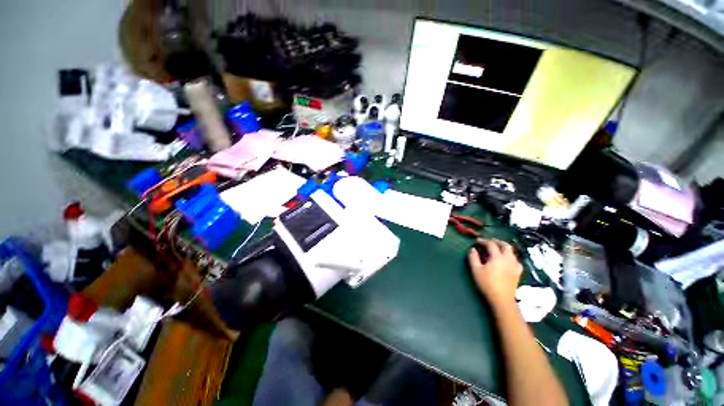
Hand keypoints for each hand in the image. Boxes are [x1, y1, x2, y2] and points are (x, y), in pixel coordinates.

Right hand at [468, 239, 522, 307]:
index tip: (478, 242)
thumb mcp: (476, 272)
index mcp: (497, 256)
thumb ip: (473, 259)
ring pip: (511, 251)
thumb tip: (472, 250)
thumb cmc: (488, 285)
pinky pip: (516, 261)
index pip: (491, 244)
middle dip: (497, 242)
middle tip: (490, 243)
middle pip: (504, 244)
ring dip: (504, 248)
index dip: (483, 241)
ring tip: (499, 251)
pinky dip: (512, 258)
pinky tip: (509, 261)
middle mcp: (508, 257)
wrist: (502, 298)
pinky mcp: (518, 271)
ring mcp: (515, 264)